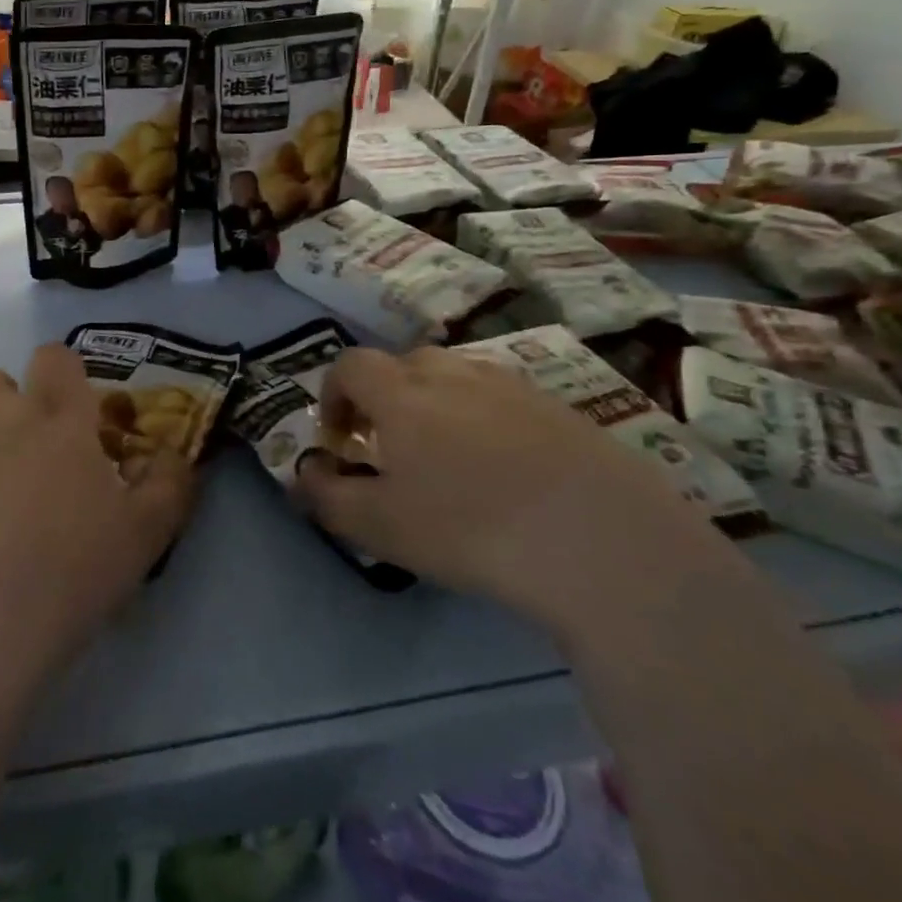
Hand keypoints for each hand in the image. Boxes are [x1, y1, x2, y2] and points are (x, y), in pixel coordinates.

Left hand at [0, 343, 192, 697]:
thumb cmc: (60, 582)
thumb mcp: (142, 539)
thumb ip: (169, 484)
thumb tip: (175, 453)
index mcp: (60, 416)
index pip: (58, 357)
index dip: (64, 380)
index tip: (73, 424)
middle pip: (3, 380)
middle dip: (16, 409)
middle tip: (26, 466)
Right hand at [295, 346, 710, 631]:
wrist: (600, 537)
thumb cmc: (470, 528)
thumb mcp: (381, 526)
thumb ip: (328, 498)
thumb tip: (302, 475)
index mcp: (402, 393)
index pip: (350, 365)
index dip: (333, 393)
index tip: (338, 437)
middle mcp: (453, 373)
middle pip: (403, 364)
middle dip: (383, 396)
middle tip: (389, 446)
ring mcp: (510, 384)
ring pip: (455, 376)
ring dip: (434, 403)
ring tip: (446, 455)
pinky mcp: (557, 405)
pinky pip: (501, 397)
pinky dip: (484, 417)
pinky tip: (505, 467)